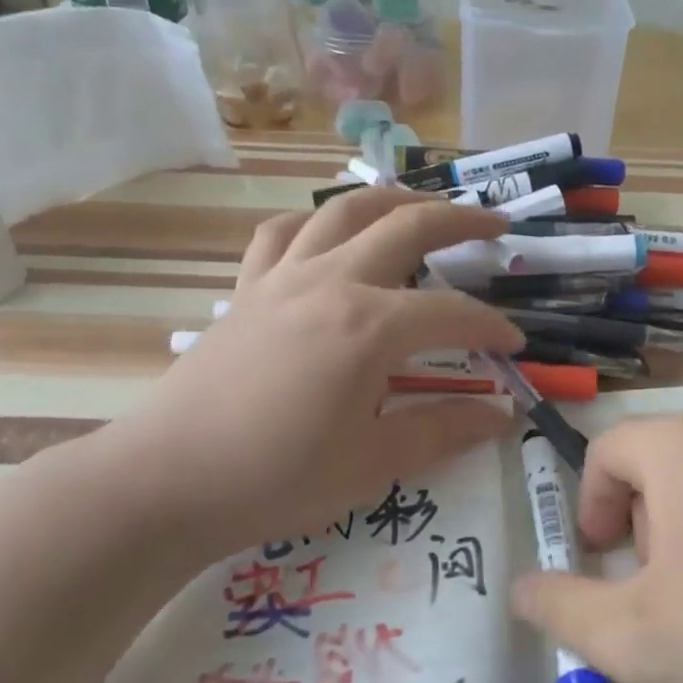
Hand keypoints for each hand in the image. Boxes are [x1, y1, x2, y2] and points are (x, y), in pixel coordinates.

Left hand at [84, 188, 522, 562]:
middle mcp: (331, 282)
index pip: (452, 313)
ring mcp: (283, 278)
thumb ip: (443, 432)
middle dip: (460, 220)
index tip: (515, 345)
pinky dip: (316, 222)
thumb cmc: (276, 479)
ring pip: (345, 209)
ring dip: (393, 200)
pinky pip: (284, 233)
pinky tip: (329, 235)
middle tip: (495, 224)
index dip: (492, 326)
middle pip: (407, 226)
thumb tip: (502, 415)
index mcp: (369, 327)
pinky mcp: (247, 289)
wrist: (167, 482)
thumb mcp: (372, 465)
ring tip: (423, 206)